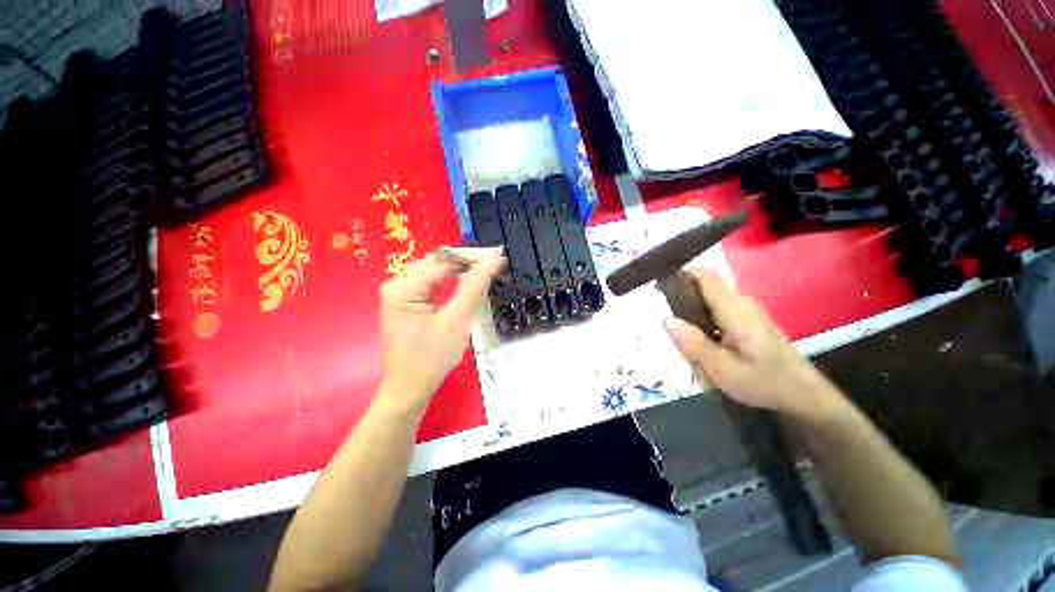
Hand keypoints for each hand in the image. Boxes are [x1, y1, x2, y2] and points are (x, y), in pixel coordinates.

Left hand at [378, 247, 505, 411]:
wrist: (409, 390)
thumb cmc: (431, 359)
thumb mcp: (456, 321)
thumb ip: (474, 287)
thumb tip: (493, 260)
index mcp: (404, 287)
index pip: (444, 260)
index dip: (474, 256)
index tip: (499, 255)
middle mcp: (398, 284)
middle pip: (438, 261)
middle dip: (468, 259)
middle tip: (496, 261)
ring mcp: (400, 293)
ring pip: (436, 270)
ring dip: (462, 268)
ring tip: (487, 268)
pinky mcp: (406, 302)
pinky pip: (432, 282)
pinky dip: (452, 280)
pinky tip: (468, 280)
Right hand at [662, 268, 837, 418]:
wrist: (805, 395)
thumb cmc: (766, 382)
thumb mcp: (724, 371)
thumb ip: (694, 345)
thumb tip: (666, 320)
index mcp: (735, 309)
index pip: (705, 276)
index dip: (681, 275)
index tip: (660, 289)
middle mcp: (741, 303)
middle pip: (703, 289)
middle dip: (682, 303)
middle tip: (670, 328)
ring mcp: (746, 312)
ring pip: (708, 303)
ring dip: (692, 317)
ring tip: (685, 342)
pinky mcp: (748, 321)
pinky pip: (717, 313)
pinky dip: (703, 324)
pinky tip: (703, 346)